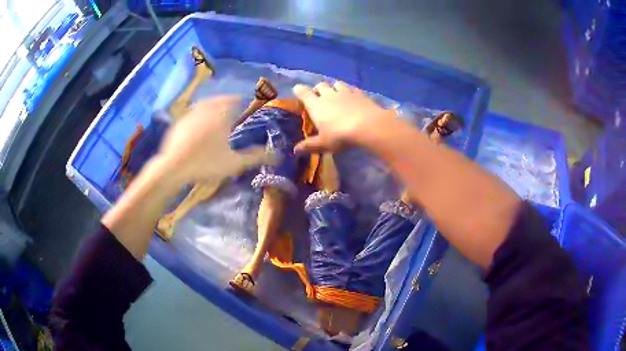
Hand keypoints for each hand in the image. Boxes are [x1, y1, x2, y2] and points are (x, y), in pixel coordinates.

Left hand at [158, 96, 275, 184]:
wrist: (173, 167)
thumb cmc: (206, 163)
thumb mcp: (234, 163)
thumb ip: (255, 157)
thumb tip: (277, 154)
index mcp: (221, 114)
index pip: (234, 100)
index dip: (240, 101)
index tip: (244, 104)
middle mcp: (206, 109)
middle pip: (218, 99)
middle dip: (226, 102)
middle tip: (231, 109)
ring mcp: (190, 114)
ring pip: (204, 105)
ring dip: (211, 107)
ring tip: (215, 115)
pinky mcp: (179, 122)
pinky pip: (192, 113)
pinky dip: (198, 115)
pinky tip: (197, 127)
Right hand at [293, 81, 395, 152]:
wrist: (367, 125)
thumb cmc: (340, 135)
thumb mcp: (323, 143)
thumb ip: (309, 145)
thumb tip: (295, 150)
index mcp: (315, 105)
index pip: (303, 93)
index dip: (299, 90)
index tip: (298, 90)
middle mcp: (328, 95)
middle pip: (320, 85)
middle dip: (318, 89)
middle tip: (319, 97)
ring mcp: (345, 92)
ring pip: (336, 84)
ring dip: (334, 88)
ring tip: (336, 95)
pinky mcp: (359, 93)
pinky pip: (352, 88)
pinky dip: (349, 91)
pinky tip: (352, 97)